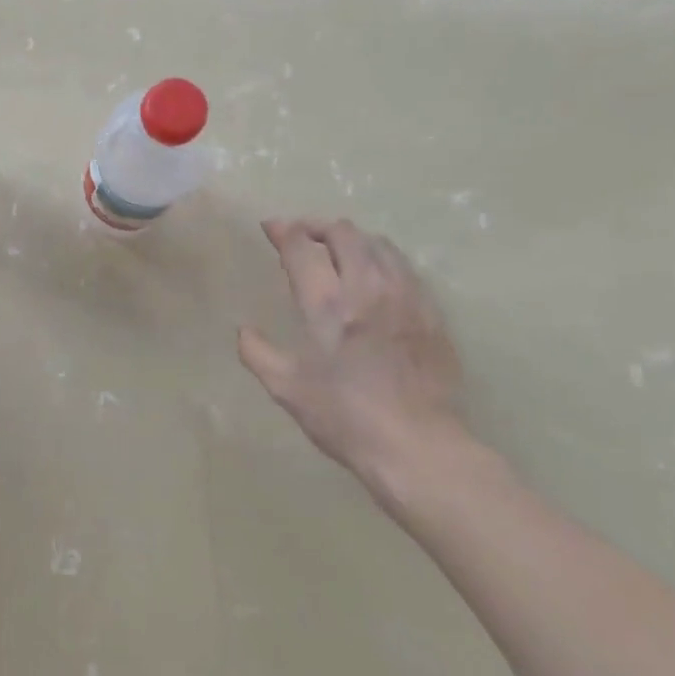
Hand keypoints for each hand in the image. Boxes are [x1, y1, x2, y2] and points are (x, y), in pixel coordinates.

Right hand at [239, 219, 465, 496]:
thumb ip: (257, 352)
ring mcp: (405, 297)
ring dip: (350, 240)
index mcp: (327, 304)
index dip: (282, 231)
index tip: (271, 228)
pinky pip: (403, 266)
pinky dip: (380, 259)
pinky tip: (373, 279)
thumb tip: (243, 330)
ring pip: (377, 242)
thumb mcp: (287, 389)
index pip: (302, 246)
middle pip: (342, 232)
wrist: (420, 448)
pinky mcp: (431, 312)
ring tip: (337, 253)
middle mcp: (367, 288)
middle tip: (301, 239)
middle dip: (316, 227)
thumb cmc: (346, 418)